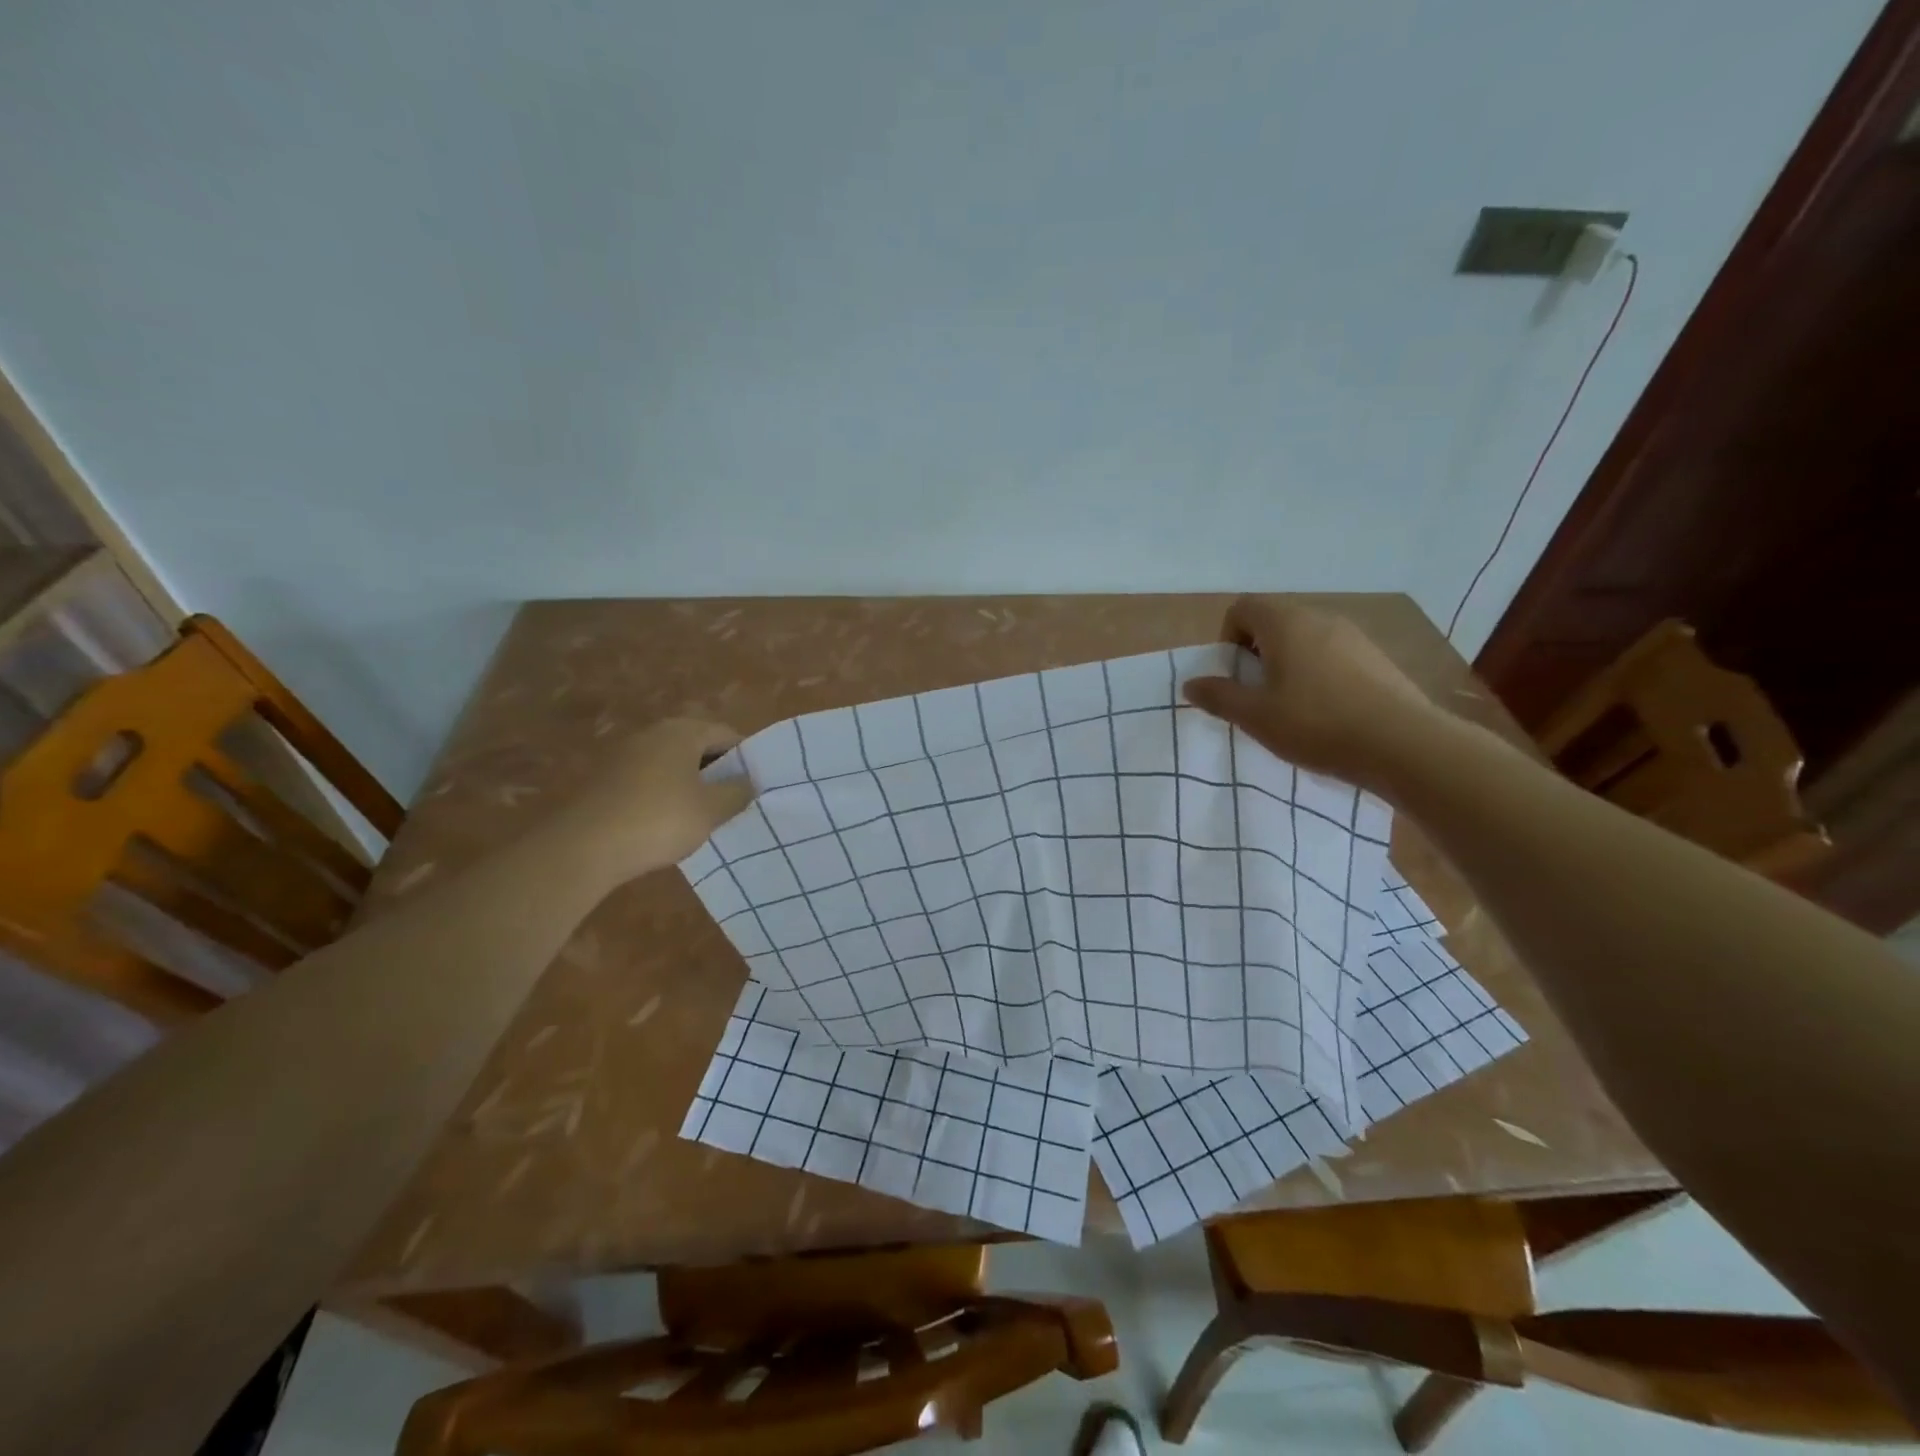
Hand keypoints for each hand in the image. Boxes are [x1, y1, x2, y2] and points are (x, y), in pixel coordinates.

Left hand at [543, 718, 754, 883]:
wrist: (585, 847)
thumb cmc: (660, 820)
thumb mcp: (712, 809)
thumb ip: (737, 792)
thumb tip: (750, 781)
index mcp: (682, 731)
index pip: (725, 733)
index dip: (745, 756)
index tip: (757, 782)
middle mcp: (652, 734)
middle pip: (697, 745)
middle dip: (718, 770)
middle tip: (736, 798)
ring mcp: (625, 755)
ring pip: (671, 763)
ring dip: (691, 783)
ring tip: (706, 813)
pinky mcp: (606, 780)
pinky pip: (649, 780)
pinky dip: (665, 794)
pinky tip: (670, 822)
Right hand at [1183, 597, 1439, 790]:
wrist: (1403, 745)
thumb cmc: (1316, 724)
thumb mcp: (1255, 716)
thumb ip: (1219, 696)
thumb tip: (1191, 684)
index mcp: (1285, 623)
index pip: (1242, 608)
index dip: (1228, 638)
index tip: (1233, 676)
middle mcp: (1319, 618)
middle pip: (1274, 622)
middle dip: (1256, 654)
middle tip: (1256, 695)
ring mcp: (1353, 636)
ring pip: (1305, 639)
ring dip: (1288, 665)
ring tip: (1290, 707)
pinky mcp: (1377, 658)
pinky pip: (1333, 655)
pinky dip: (1318, 674)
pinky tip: (1326, 712)